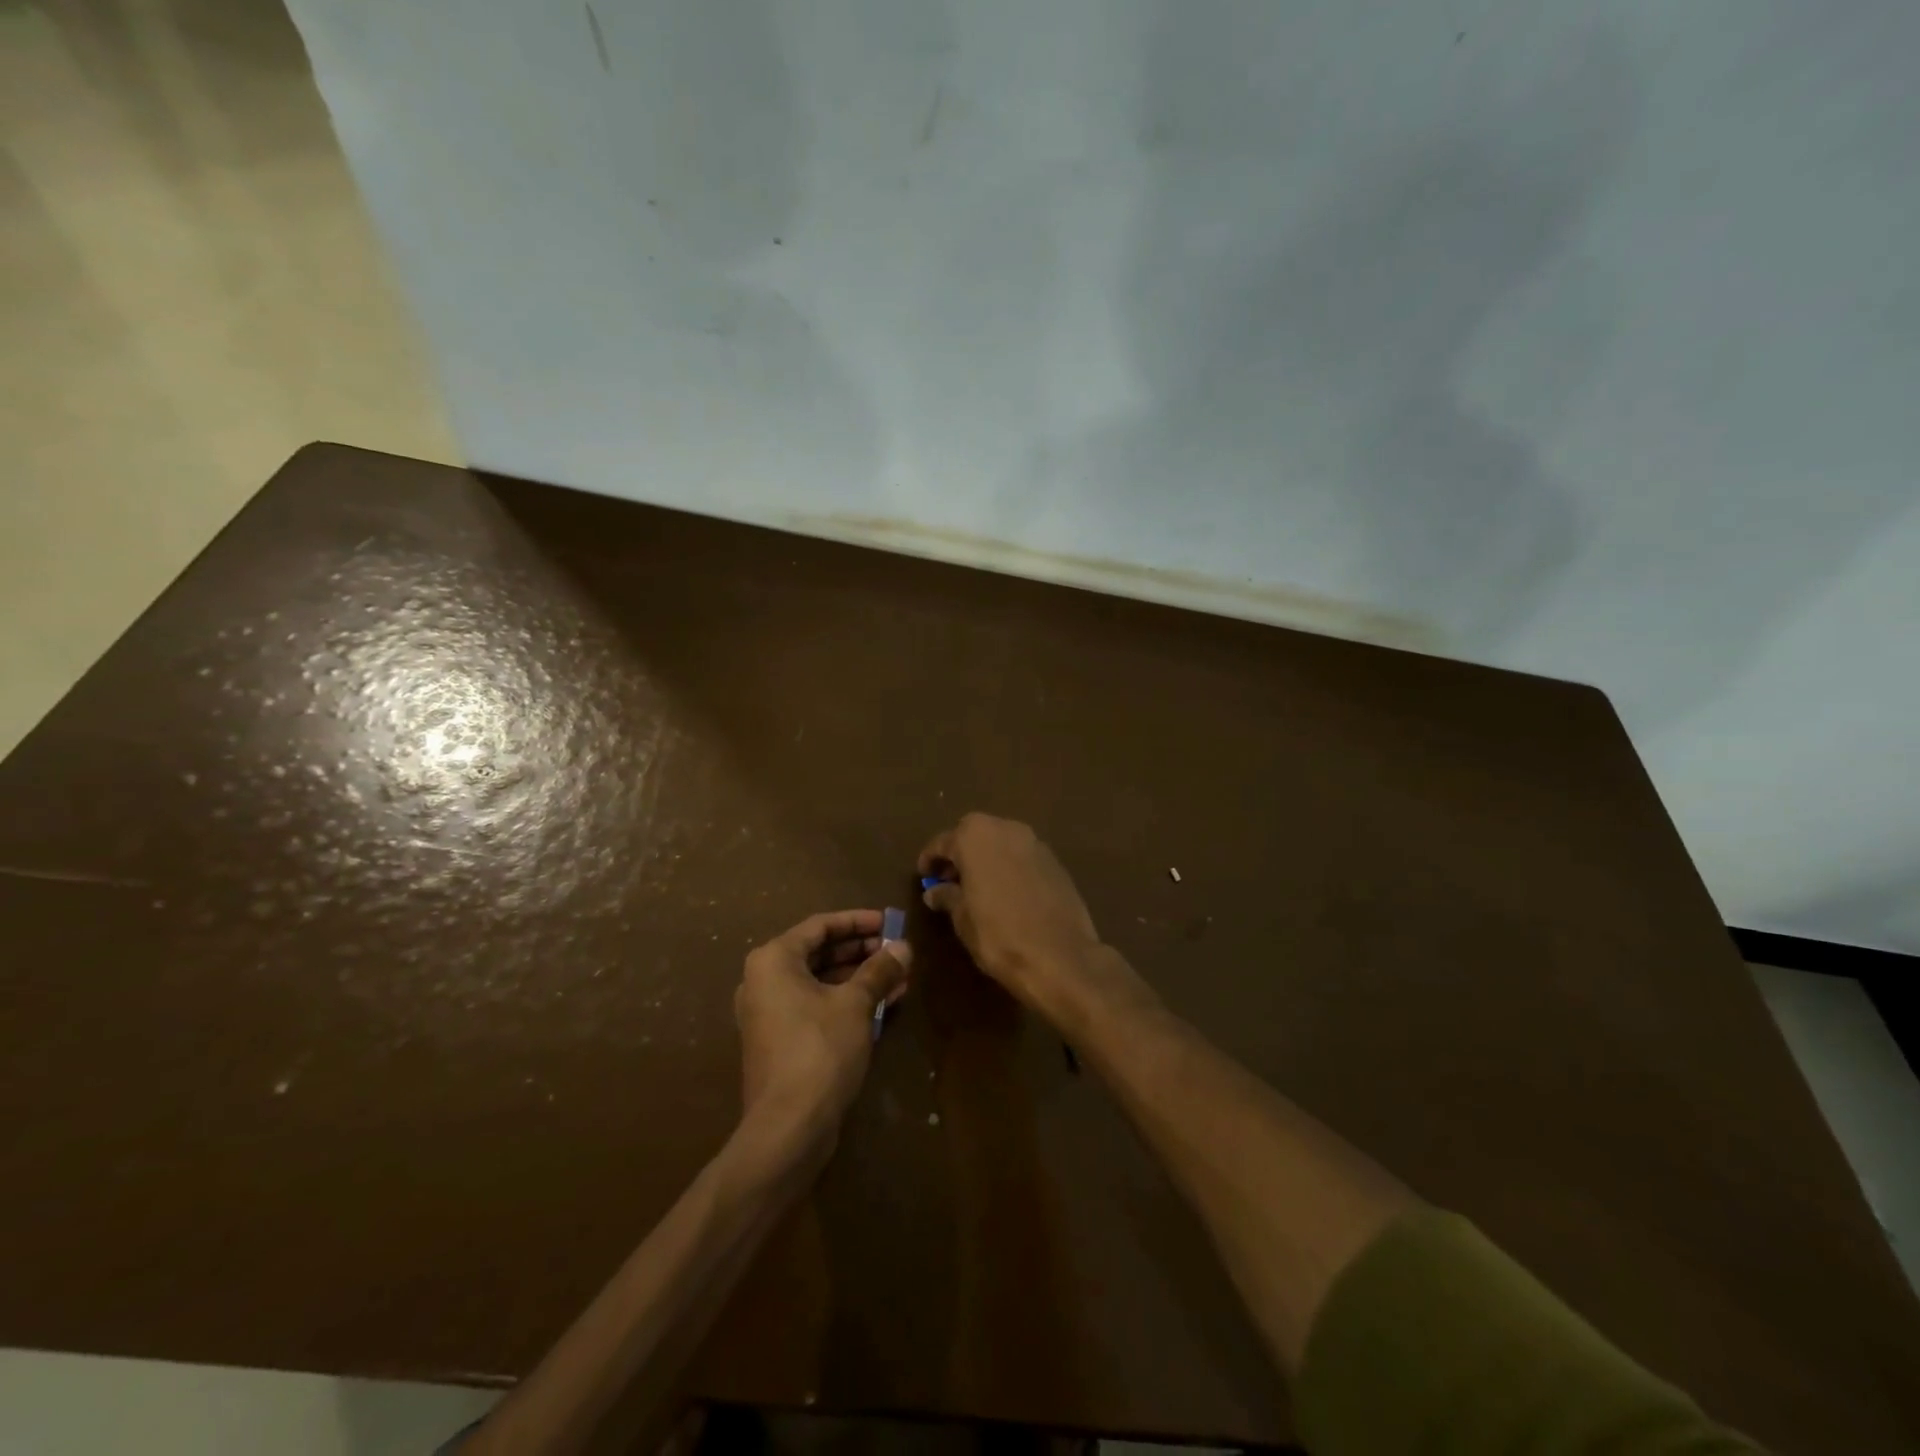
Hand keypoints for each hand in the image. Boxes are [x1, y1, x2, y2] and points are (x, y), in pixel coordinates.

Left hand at [734, 910, 910, 1153]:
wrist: (789, 1127)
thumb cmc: (820, 1049)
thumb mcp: (856, 1004)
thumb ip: (880, 970)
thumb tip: (904, 947)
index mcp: (773, 960)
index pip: (820, 926)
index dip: (858, 921)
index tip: (890, 922)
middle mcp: (763, 981)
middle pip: (819, 953)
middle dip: (861, 951)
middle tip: (896, 951)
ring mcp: (769, 1014)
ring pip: (820, 982)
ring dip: (859, 978)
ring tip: (898, 977)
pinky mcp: (779, 1041)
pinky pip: (816, 1007)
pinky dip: (846, 1002)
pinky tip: (883, 1005)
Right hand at [919, 814, 1133, 1025]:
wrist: (1060, 955)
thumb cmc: (999, 935)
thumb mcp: (963, 919)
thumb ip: (947, 897)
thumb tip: (934, 891)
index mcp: (975, 836)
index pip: (943, 842)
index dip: (930, 860)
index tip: (923, 876)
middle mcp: (1005, 828)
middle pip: (974, 834)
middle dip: (960, 853)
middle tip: (949, 880)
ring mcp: (1034, 842)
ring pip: (1001, 842)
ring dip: (986, 858)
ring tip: (977, 887)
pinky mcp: (1055, 861)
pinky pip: (1022, 856)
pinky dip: (1009, 867)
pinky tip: (1006, 893)